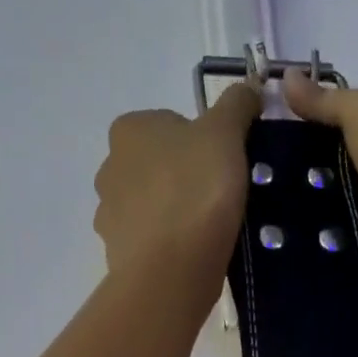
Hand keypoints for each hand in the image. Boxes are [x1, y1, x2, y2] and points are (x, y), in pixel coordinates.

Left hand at [94, 83, 261, 280]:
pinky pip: (151, 238)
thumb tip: (248, 88)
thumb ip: (237, 104)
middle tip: (222, 193)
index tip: (225, 162)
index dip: (204, 140)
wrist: (171, 268)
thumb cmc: (197, 189)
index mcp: (128, 129)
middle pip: (160, 164)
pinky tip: (193, 251)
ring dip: (177, 209)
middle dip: (187, 175)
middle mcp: (109, 167)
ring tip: (211, 226)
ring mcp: (109, 213)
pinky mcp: (117, 252)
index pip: (171, 123)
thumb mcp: (226, 133)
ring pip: (153, 202)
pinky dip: (170, 241)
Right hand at [280, 69, 357, 281]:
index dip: (356, 111)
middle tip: (300, 154)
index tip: (317, 119)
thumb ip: (327, 98)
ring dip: (335, 186)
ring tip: (294, 182)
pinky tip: (306, 213)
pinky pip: (355, 217)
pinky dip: (335, 216)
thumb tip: (288, 78)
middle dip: (341, 151)